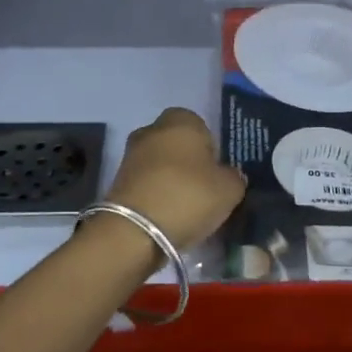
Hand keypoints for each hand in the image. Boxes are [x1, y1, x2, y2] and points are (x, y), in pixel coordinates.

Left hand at [106, 108, 246, 250]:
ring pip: (160, 164)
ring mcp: (131, 156)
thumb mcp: (229, 189)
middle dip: (189, 163)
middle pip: (178, 144)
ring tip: (187, 208)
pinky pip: (147, 184)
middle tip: (204, 190)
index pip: (201, 125)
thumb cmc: (188, 196)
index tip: (217, 173)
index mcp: (181, 120)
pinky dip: (157, 196)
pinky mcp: (118, 182)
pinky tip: (168, 216)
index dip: (211, 148)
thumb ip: (234, 177)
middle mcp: (152, 130)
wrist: (136, 231)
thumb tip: (228, 175)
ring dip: (172, 180)